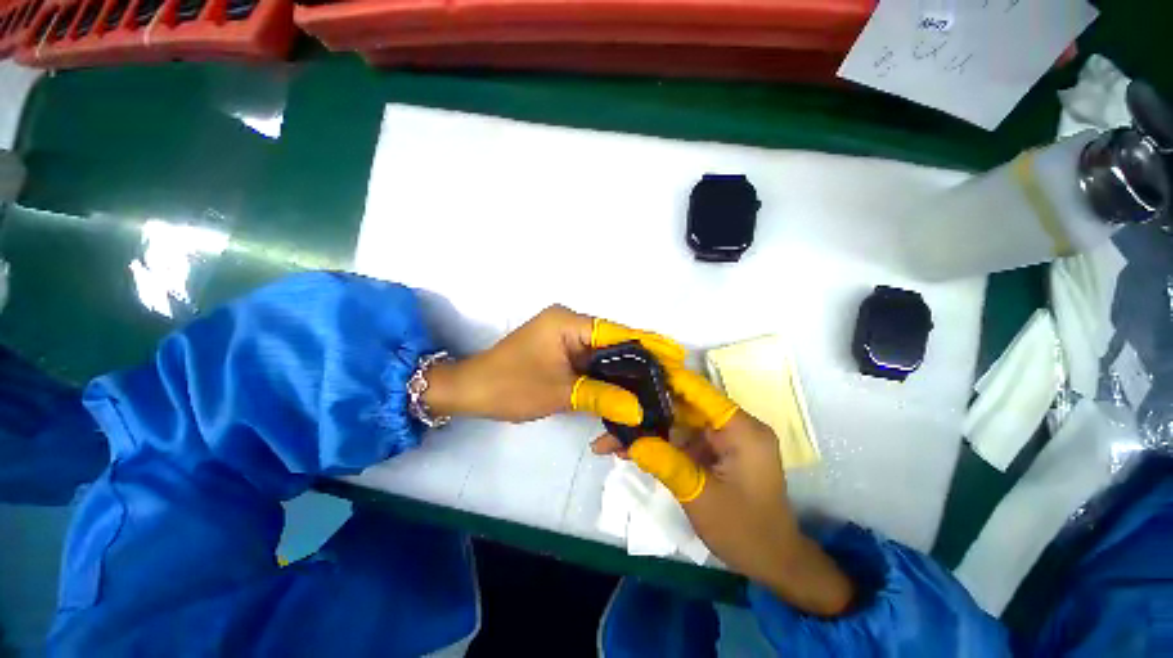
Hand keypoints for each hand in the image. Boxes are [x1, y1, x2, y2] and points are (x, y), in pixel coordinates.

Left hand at [423, 305, 683, 423]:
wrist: (471, 391)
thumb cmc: (510, 386)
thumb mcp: (559, 391)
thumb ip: (601, 396)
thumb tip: (640, 409)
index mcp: (569, 322)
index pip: (617, 331)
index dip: (649, 344)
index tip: (676, 356)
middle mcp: (570, 323)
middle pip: (614, 341)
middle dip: (639, 360)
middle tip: (668, 377)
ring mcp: (565, 337)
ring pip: (603, 353)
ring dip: (623, 371)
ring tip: (653, 385)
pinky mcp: (561, 351)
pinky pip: (591, 362)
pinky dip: (606, 376)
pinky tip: (624, 389)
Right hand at [593, 368, 854, 616]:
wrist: (772, 562)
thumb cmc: (745, 531)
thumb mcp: (701, 497)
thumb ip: (665, 464)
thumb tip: (631, 441)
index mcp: (741, 429)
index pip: (698, 391)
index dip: (666, 378)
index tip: (632, 371)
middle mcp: (732, 426)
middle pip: (682, 407)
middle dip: (645, 412)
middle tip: (610, 412)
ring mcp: (721, 438)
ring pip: (676, 424)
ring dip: (646, 432)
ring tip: (608, 440)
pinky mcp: (712, 451)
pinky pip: (680, 441)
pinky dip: (657, 445)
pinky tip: (628, 451)